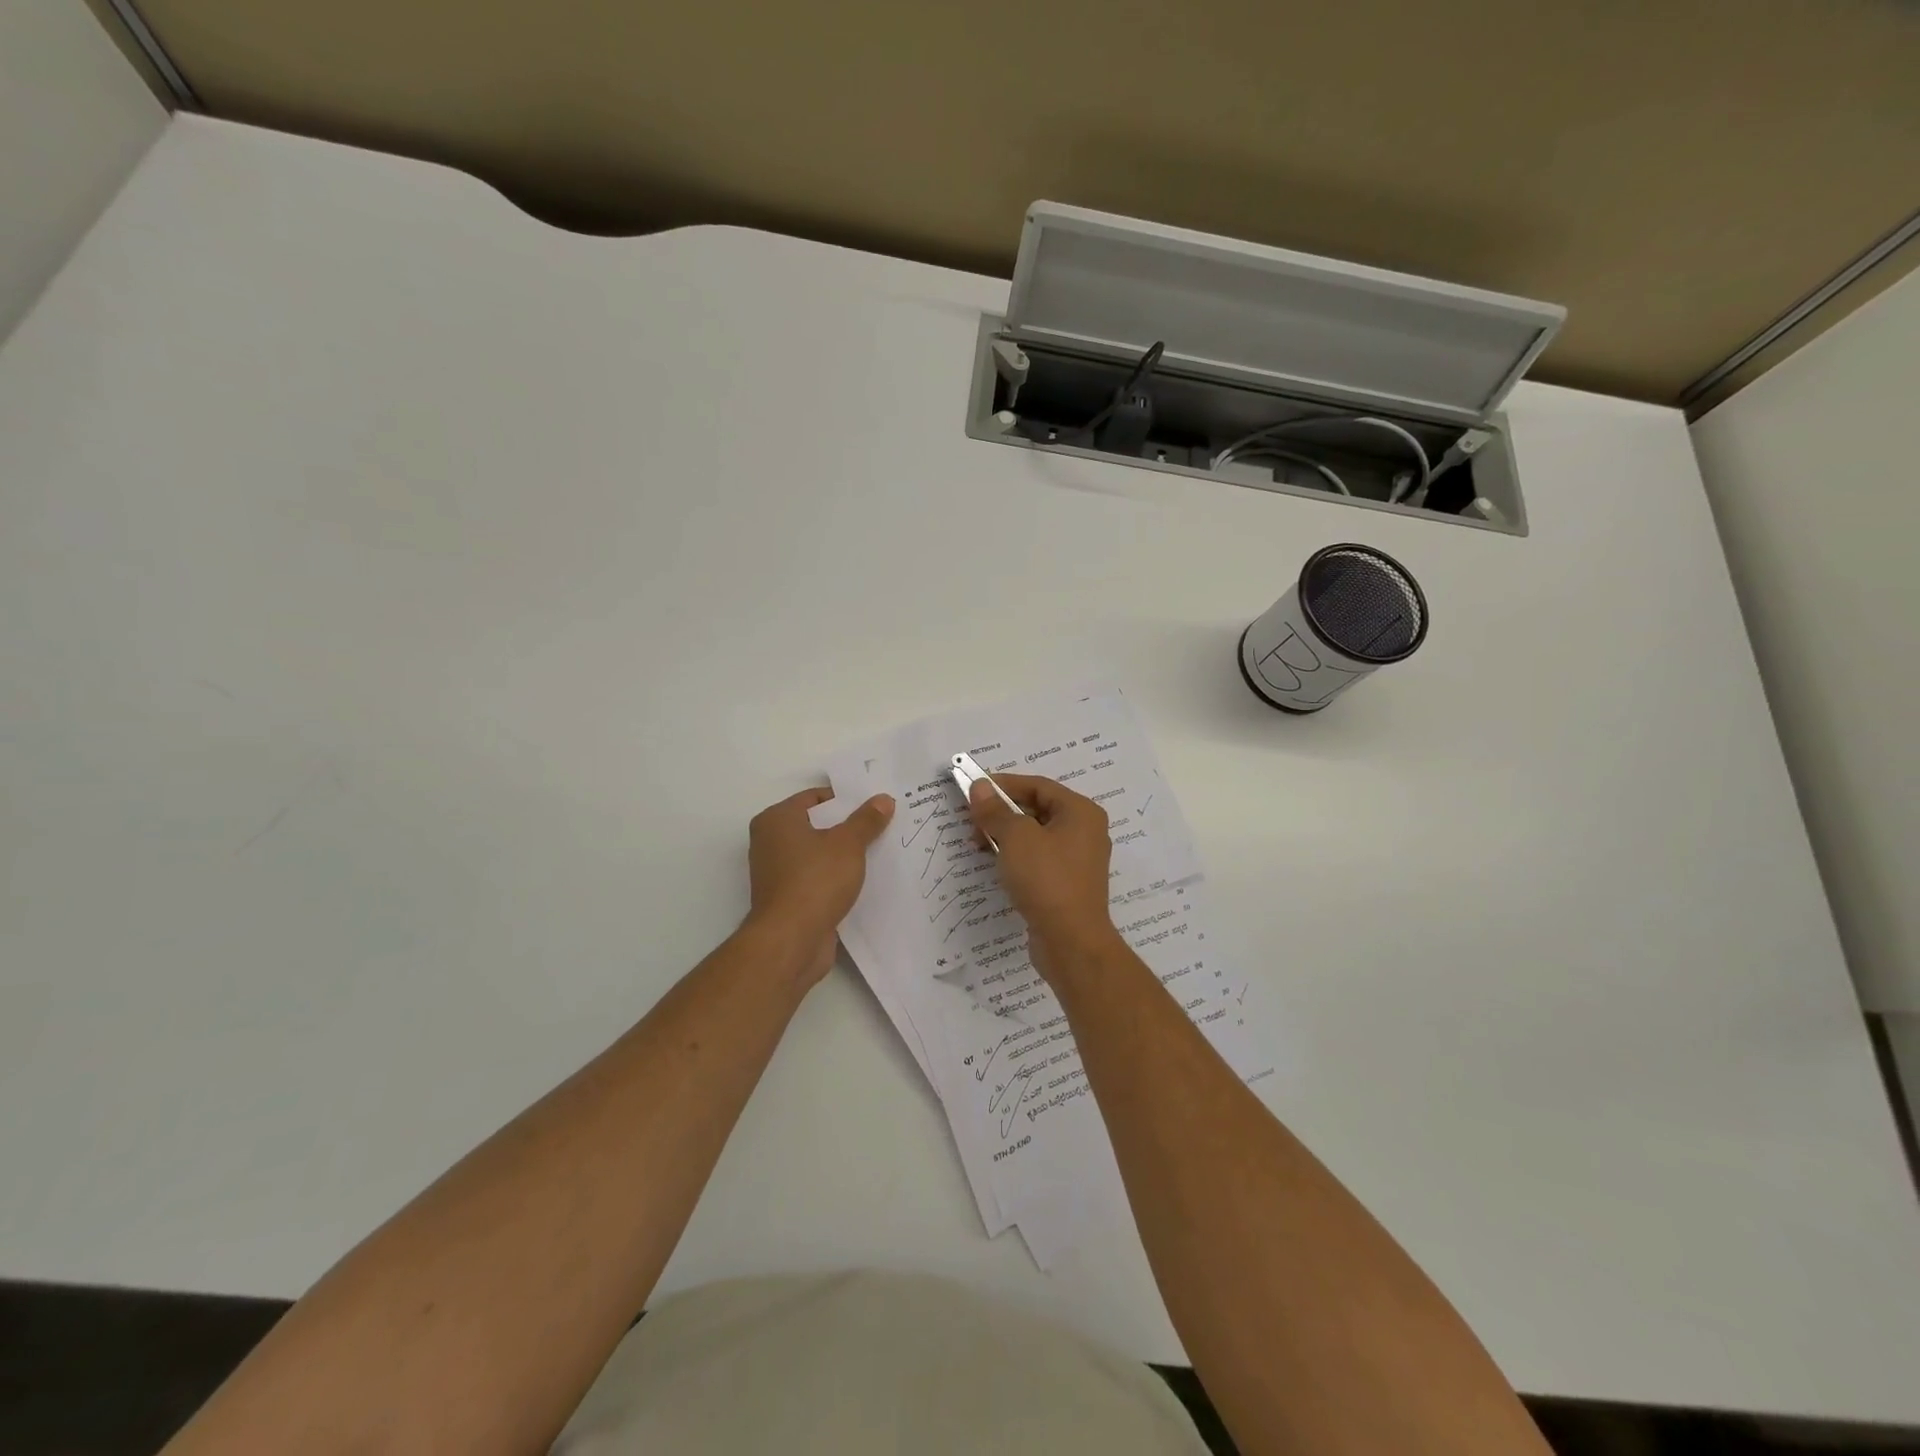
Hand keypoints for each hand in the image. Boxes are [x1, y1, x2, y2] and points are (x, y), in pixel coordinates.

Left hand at [746, 787, 893, 984]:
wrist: (791, 941)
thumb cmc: (815, 880)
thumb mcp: (848, 844)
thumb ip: (866, 820)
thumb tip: (884, 799)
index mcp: (776, 820)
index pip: (814, 798)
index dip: (845, 800)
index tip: (874, 806)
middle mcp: (770, 842)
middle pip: (816, 826)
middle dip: (847, 827)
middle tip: (882, 826)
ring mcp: (777, 873)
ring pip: (818, 854)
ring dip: (843, 855)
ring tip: (879, 852)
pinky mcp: (788, 899)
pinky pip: (817, 879)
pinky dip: (836, 878)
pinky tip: (863, 881)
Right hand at [965, 774, 1117, 973]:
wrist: (1071, 942)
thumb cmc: (1046, 880)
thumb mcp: (1015, 838)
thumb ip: (995, 810)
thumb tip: (980, 787)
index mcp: (1080, 812)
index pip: (1038, 786)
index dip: (1004, 785)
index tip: (974, 790)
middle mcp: (1085, 831)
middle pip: (1037, 809)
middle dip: (1002, 812)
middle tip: (972, 821)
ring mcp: (1078, 860)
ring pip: (1036, 836)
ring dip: (1006, 835)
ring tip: (978, 844)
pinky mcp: (1068, 884)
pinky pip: (1039, 859)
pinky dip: (1017, 856)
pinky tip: (997, 865)